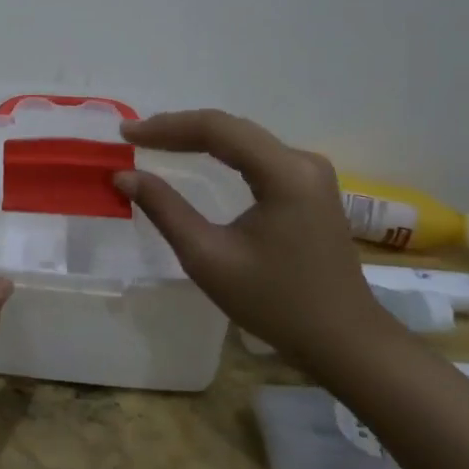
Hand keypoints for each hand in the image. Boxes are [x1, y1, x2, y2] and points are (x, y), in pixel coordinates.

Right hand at [114, 109, 395, 370]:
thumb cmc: (275, 303)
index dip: (167, 127)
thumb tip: (124, 175)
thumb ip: (165, 210)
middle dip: (179, 129)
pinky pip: (257, 155)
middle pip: (232, 128)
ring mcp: (310, 173)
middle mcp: (302, 162)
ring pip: (244, 139)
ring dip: (198, 137)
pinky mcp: (309, 187)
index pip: (217, 129)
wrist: (344, 341)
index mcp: (284, 174)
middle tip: (134, 137)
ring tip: (155, 142)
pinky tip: (195, 156)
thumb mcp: (209, 258)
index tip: (126, 135)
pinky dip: (221, 152)